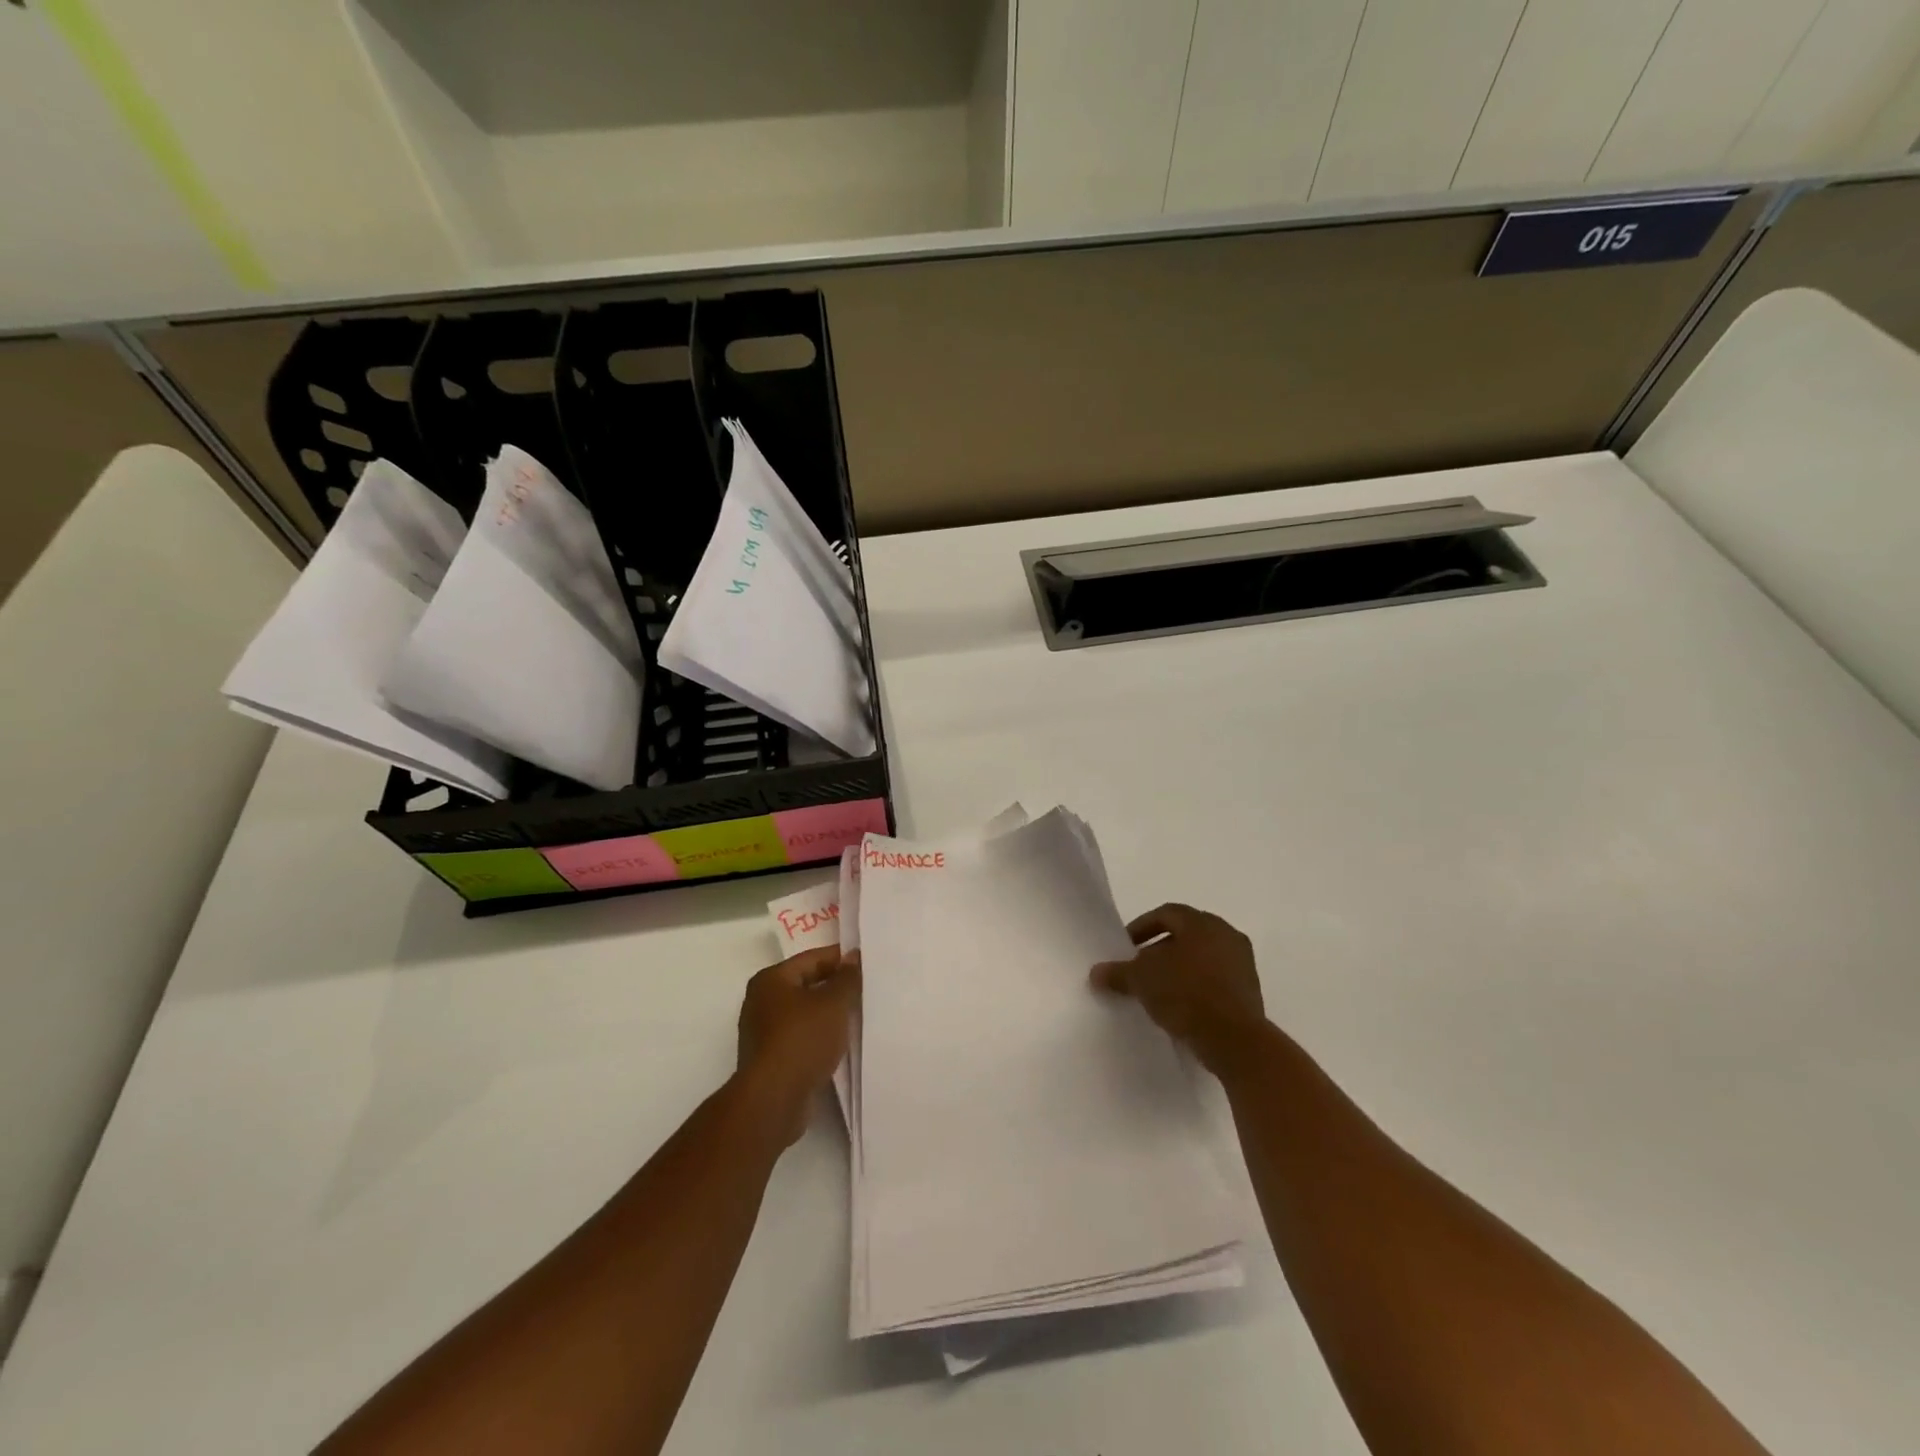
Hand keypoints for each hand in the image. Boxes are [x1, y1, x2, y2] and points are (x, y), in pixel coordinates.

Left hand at [735, 947, 859, 1145]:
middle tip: (866, 990)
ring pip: (804, 1014)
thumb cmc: (803, 1040)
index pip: (812, 959)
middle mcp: (761, 1002)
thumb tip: (853, 957)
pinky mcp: (770, 1060)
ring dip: (828, 1015)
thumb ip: (847, 978)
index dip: (841, 959)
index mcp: (771, 980)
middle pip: (806, 985)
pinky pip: (801, 1038)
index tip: (867, 964)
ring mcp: (763, 1033)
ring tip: (858, 1016)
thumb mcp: (833, 1003)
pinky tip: (840, 1043)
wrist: (774, 1100)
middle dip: (835, 988)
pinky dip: (819, 1037)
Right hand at [1091, 904, 1265, 1076]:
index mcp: (1202, 923)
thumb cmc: (1186, 995)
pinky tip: (1180, 1007)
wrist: (1236, 1040)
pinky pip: (1216, 980)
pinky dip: (1197, 987)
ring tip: (1158, 990)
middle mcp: (1226, 935)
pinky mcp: (1251, 991)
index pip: (1166, 913)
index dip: (1141, 927)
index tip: (1125, 947)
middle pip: (1185, 935)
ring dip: (1179, 969)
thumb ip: (1118, 973)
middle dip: (1160, 950)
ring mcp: (1243, 963)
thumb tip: (1096, 973)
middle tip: (1139, 968)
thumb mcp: (1141, 981)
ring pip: (1202, 957)